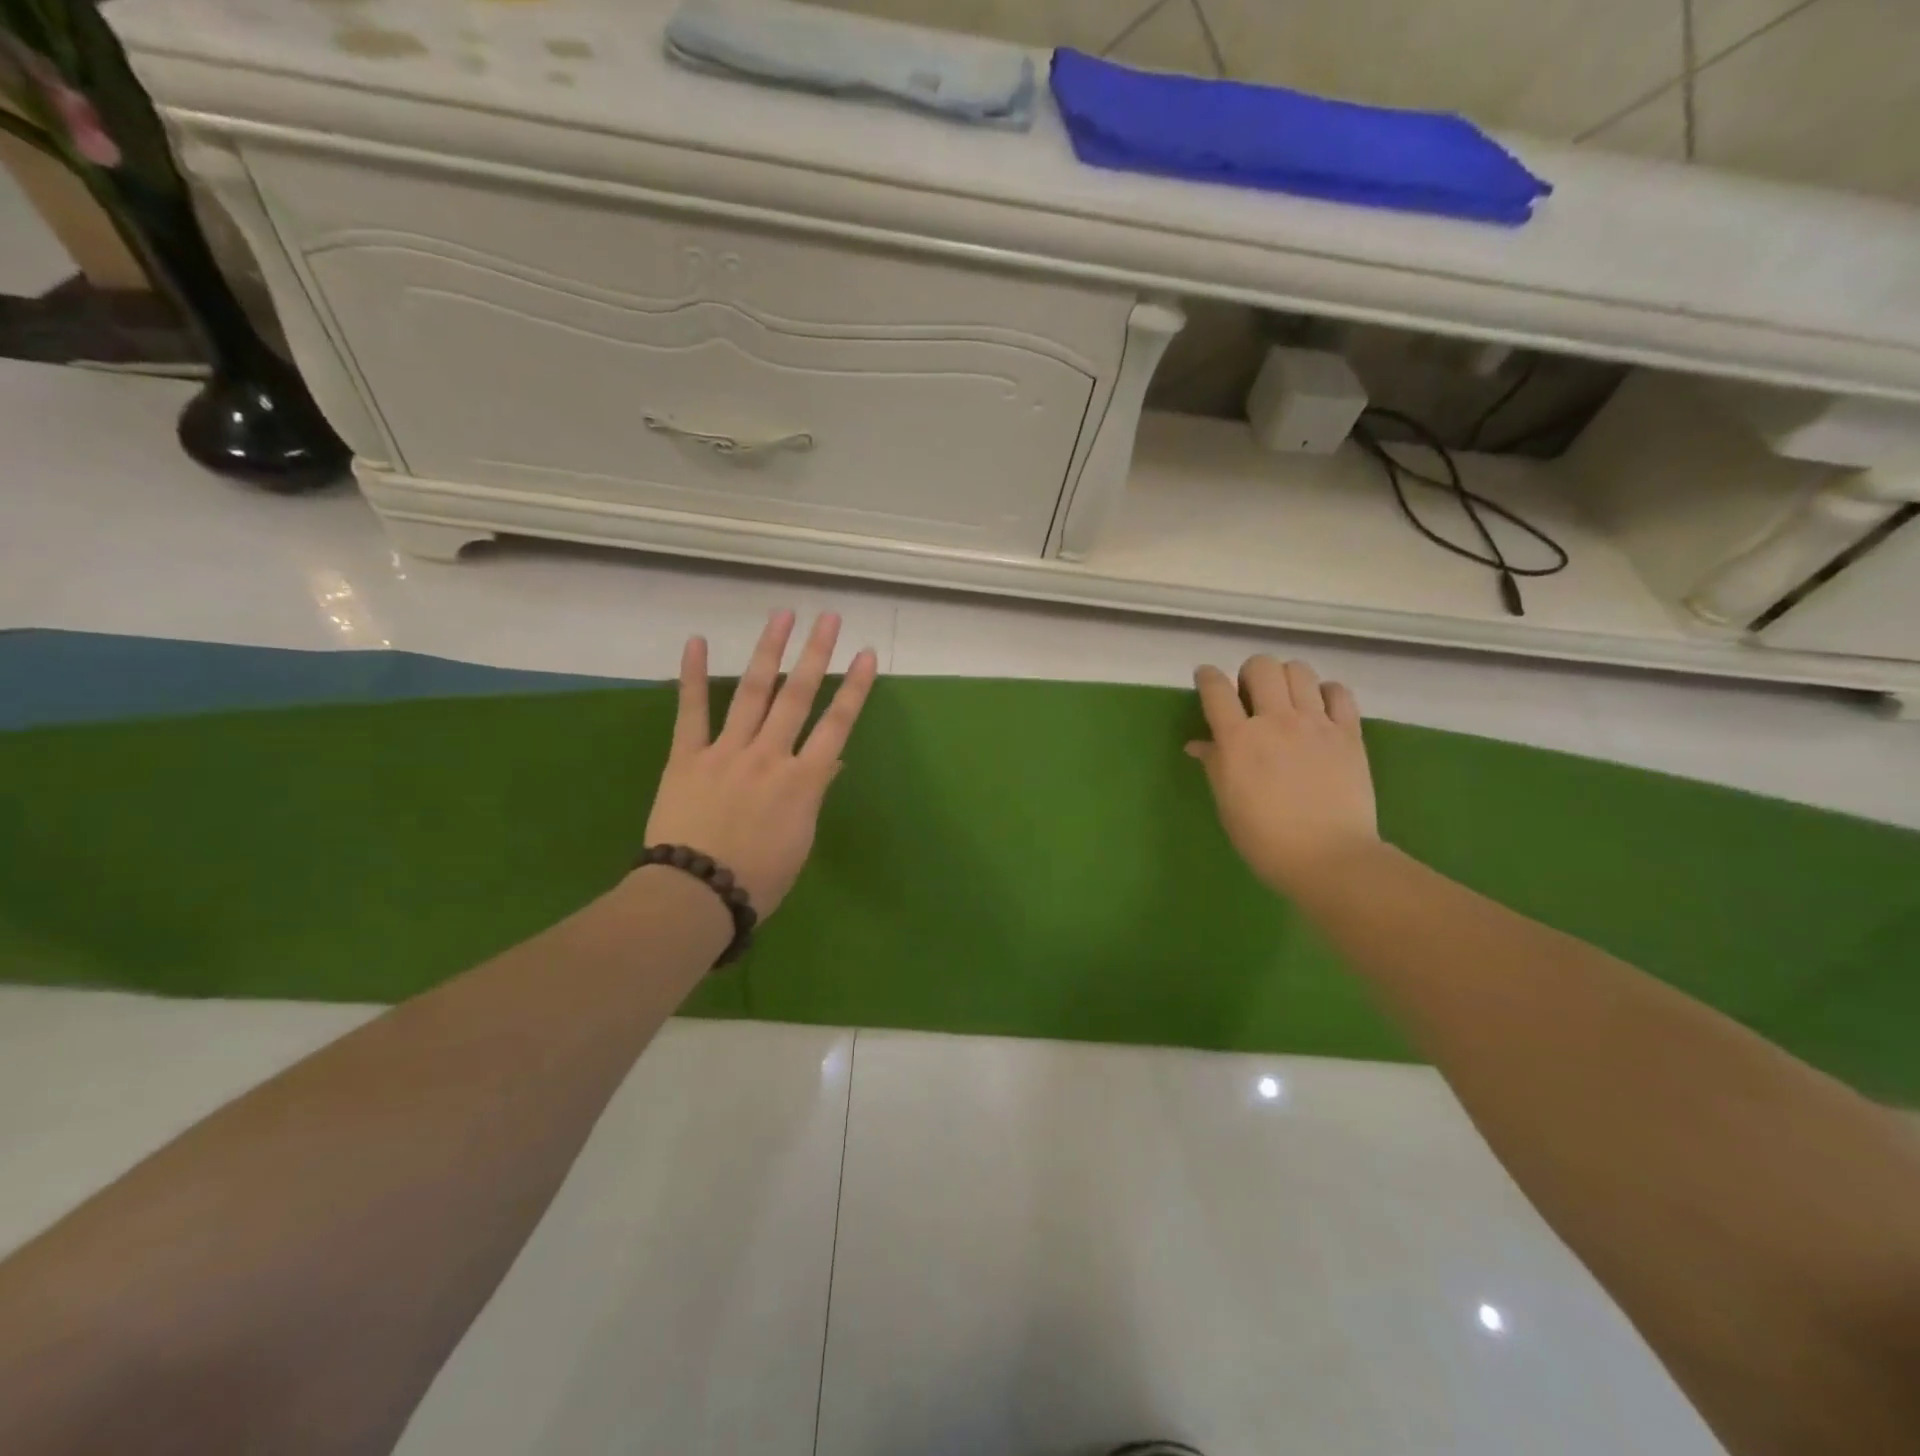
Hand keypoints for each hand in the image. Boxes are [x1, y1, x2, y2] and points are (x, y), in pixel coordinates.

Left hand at [643, 609, 878, 915]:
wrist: (696, 894)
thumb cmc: (758, 880)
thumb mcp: (800, 842)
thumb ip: (813, 796)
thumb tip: (830, 762)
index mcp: (803, 781)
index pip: (837, 725)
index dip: (854, 687)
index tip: (866, 654)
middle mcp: (770, 755)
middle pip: (798, 696)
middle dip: (816, 653)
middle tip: (829, 618)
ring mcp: (727, 751)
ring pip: (753, 692)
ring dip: (769, 651)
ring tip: (782, 615)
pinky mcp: (687, 756)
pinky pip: (691, 711)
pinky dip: (693, 676)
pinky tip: (697, 642)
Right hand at [1187, 655, 1378, 895]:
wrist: (1328, 857)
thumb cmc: (1264, 838)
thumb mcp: (1227, 802)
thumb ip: (1214, 765)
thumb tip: (1199, 744)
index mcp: (1238, 739)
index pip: (1216, 689)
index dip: (1207, 677)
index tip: (1205, 677)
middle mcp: (1275, 721)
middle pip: (1261, 666)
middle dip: (1250, 673)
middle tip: (1250, 695)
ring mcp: (1316, 723)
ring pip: (1299, 670)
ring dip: (1286, 677)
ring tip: (1285, 699)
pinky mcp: (1348, 733)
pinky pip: (1339, 692)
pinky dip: (1326, 692)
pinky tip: (1320, 709)